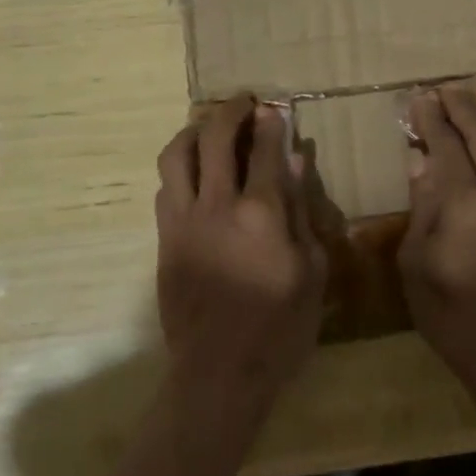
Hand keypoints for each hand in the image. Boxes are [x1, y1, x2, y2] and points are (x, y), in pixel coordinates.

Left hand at [154, 95, 326, 415]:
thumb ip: (302, 211)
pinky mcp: (164, 238)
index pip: (266, 150)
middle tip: (243, 102)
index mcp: (261, 213)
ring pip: (177, 154)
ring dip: (194, 131)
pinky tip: (193, 171)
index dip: (271, 123)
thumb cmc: (280, 328)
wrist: (219, 373)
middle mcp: (217, 204)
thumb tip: (296, 162)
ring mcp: (183, 220)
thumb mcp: (312, 271)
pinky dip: (180, 168)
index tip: (274, 108)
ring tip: (209, 126)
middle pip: (215, 137)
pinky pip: (165, 187)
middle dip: (230, 111)